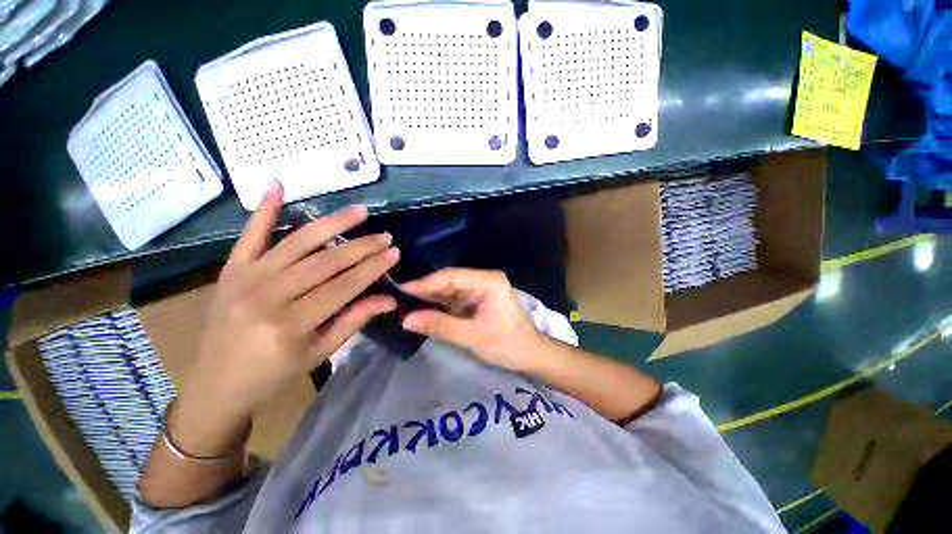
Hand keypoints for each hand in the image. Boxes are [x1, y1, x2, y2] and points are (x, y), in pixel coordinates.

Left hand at [173, 182, 398, 455]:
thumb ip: (354, 321)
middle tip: (385, 236)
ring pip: (297, 243)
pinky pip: (249, 235)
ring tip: (359, 211)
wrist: (215, 386)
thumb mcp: (320, 353)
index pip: (344, 287)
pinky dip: (263, 209)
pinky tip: (278, 185)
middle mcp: (268, 295)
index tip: (394, 252)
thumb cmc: (273, 375)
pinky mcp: (230, 270)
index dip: (372, 268)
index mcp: (292, 324)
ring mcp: (246, 278)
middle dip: (361, 247)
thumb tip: (389, 300)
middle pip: (325, 262)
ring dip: (331, 223)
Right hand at [401, 268, 544, 371]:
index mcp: (488, 281)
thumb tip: (406, 319)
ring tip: (406, 305)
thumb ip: (439, 325)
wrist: (531, 355)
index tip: (400, 289)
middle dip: (426, 290)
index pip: (451, 276)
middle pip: (450, 281)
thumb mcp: (472, 336)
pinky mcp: (479, 299)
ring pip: (451, 289)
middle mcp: (484, 279)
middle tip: (399, 299)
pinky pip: (456, 299)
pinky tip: (424, 310)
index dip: (425, 282)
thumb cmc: (508, 344)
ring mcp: (482, 289)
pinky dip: (441, 305)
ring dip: (431, 298)